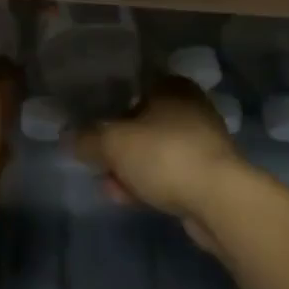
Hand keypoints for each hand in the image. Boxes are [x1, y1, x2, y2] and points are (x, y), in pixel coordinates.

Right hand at [64, 78, 247, 251]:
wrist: (218, 200)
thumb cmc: (164, 155)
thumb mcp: (114, 143)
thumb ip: (88, 138)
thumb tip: (69, 138)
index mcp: (173, 87)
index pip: (135, 88)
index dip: (111, 107)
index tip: (93, 127)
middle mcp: (191, 108)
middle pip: (144, 123)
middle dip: (119, 145)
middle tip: (97, 160)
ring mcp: (203, 143)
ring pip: (156, 152)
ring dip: (131, 168)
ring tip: (107, 185)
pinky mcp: (209, 176)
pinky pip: (169, 175)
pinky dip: (149, 183)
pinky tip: (126, 198)